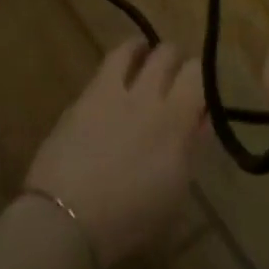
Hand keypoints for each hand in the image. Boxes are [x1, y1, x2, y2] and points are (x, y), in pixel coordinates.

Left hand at [24, 41, 204, 268]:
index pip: (198, 76)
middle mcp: (146, 97)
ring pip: (132, 48)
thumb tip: (199, 121)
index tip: (200, 90)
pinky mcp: (83, 96)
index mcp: (175, 122)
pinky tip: (116, 75)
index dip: (202, 77)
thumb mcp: (174, 193)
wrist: (67, 217)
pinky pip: (106, 66)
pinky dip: (118, 64)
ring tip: (143, 54)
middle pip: (166, 54)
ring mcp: (111, 92)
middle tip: (174, 72)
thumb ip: (189, 150)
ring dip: (142, 50)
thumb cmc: (129, 220)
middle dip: (174, 58)